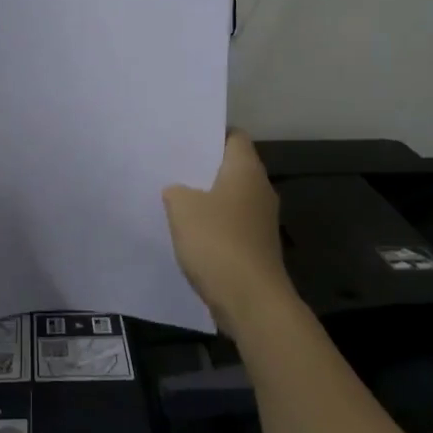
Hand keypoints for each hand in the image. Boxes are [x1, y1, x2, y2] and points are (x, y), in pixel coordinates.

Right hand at [162, 130, 295, 333]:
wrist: (250, 300)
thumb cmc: (217, 242)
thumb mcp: (182, 207)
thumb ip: (176, 190)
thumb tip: (179, 191)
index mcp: (246, 170)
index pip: (234, 136)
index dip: (210, 133)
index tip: (185, 137)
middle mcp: (259, 190)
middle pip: (231, 167)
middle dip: (203, 166)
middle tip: (171, 164)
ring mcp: (261, 220)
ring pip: (230, 197)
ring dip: (206, 197)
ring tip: (174, 196)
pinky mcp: (256, 246)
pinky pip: (230, 224)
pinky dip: (212, 224)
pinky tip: (188, 231)